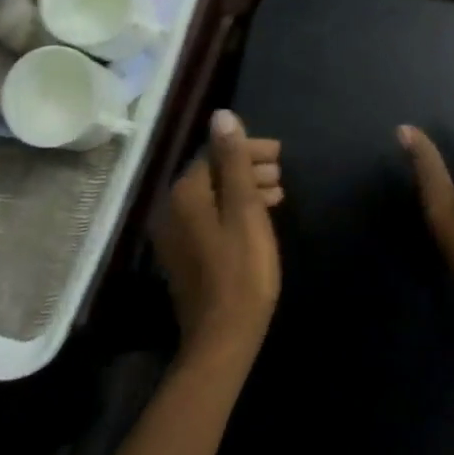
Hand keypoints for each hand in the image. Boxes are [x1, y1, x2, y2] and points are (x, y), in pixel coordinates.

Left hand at [154, 110, 284, 362]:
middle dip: (247, 167)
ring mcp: (175, 234)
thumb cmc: (241, 272)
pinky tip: (259, 217)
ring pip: (213, 196)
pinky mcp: (185, 255)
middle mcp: (171, 208)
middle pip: (212, 173)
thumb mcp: (244, 211)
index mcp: (184, 194)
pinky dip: (234, 210)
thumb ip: (234, 162)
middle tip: (282, 173)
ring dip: (244, 188)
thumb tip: (222, 115)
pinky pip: (210, 217)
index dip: (248, 149)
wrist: (223, 339)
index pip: (215, 154)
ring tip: (278, 192)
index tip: (280, 154)